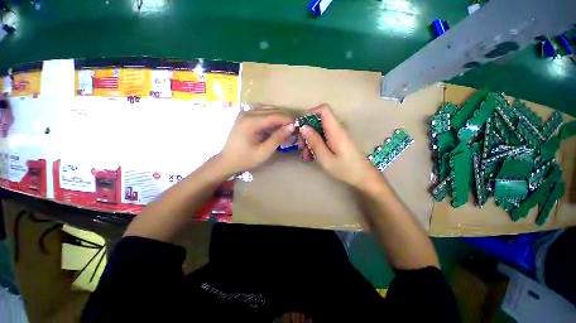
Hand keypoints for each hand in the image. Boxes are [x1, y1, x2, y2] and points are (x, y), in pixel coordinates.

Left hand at [220, 108, 293, 174]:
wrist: (227, 161)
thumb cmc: (245, 159)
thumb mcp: (264, 152)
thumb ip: (277, 138)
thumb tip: (291, 127)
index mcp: (250, 122)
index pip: (274, 116)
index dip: (287, 119)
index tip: (297, 124)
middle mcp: (247, 113)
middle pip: (271, 110)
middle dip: (284, 117)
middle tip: (293, 126)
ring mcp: (244, 113)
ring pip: (266, 109)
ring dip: (278, 115)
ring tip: (286, 125)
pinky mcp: (244, 116)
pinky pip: (261, 111)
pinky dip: (270, 115)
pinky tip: (275, 123)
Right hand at [298, 104, 377, 188]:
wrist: (363, 176)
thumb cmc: (345, 169)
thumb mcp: (326, 158)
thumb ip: (315, 142)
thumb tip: (303, 127)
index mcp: (336, 130)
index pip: (324, 109)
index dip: (310, 113)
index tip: (301, 127)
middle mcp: (337, 128)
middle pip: (319, 119)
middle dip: (307, 130)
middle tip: (300, 145)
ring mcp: (338, 134)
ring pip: (320, 129)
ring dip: (310, 138)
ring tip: (305, 153)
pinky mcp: (338, 140)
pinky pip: (324, 136)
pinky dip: (316, 142)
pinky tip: (312, 154)